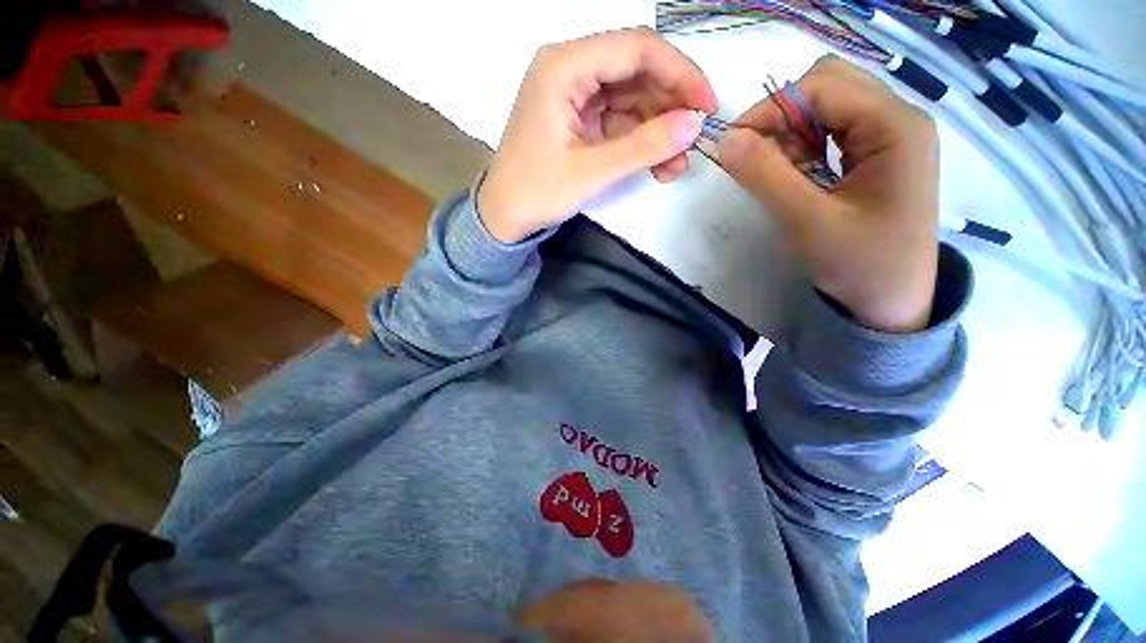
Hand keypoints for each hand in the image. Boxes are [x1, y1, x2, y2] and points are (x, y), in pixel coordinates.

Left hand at [478, 28, 716, 243]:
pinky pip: (619, 119)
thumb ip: (643, 147)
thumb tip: (694, 124)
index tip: (707, 107)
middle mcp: (570, 68)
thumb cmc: (536, 193)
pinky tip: (656, 164)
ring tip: (675, 166)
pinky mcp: (578, 117)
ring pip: (632, 98)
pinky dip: (640, 140)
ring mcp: (574, 94)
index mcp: (564, 66)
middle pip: (637, 71)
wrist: (504, 217)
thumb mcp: (591, 172)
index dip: (680, 73)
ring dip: (658, 129)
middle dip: (669, 107)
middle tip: (692, 142)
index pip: (637, 49)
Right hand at [718, 57, 939, 332]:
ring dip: (793, 135)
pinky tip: (800, 178)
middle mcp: (899, 119)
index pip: (823, 87)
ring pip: (828, 107)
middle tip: (760, 159)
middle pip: (829, 86)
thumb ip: (766, 176)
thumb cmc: (860, 265)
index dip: (772, 109)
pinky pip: (832, 131)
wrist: (892, 304)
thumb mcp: (808, 221)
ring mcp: (891, 136)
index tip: (734, 146)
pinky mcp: (879, 154)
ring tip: (784, 177)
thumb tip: (726, 140)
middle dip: (784, 117)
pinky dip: (804, 148)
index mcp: (896, 126)